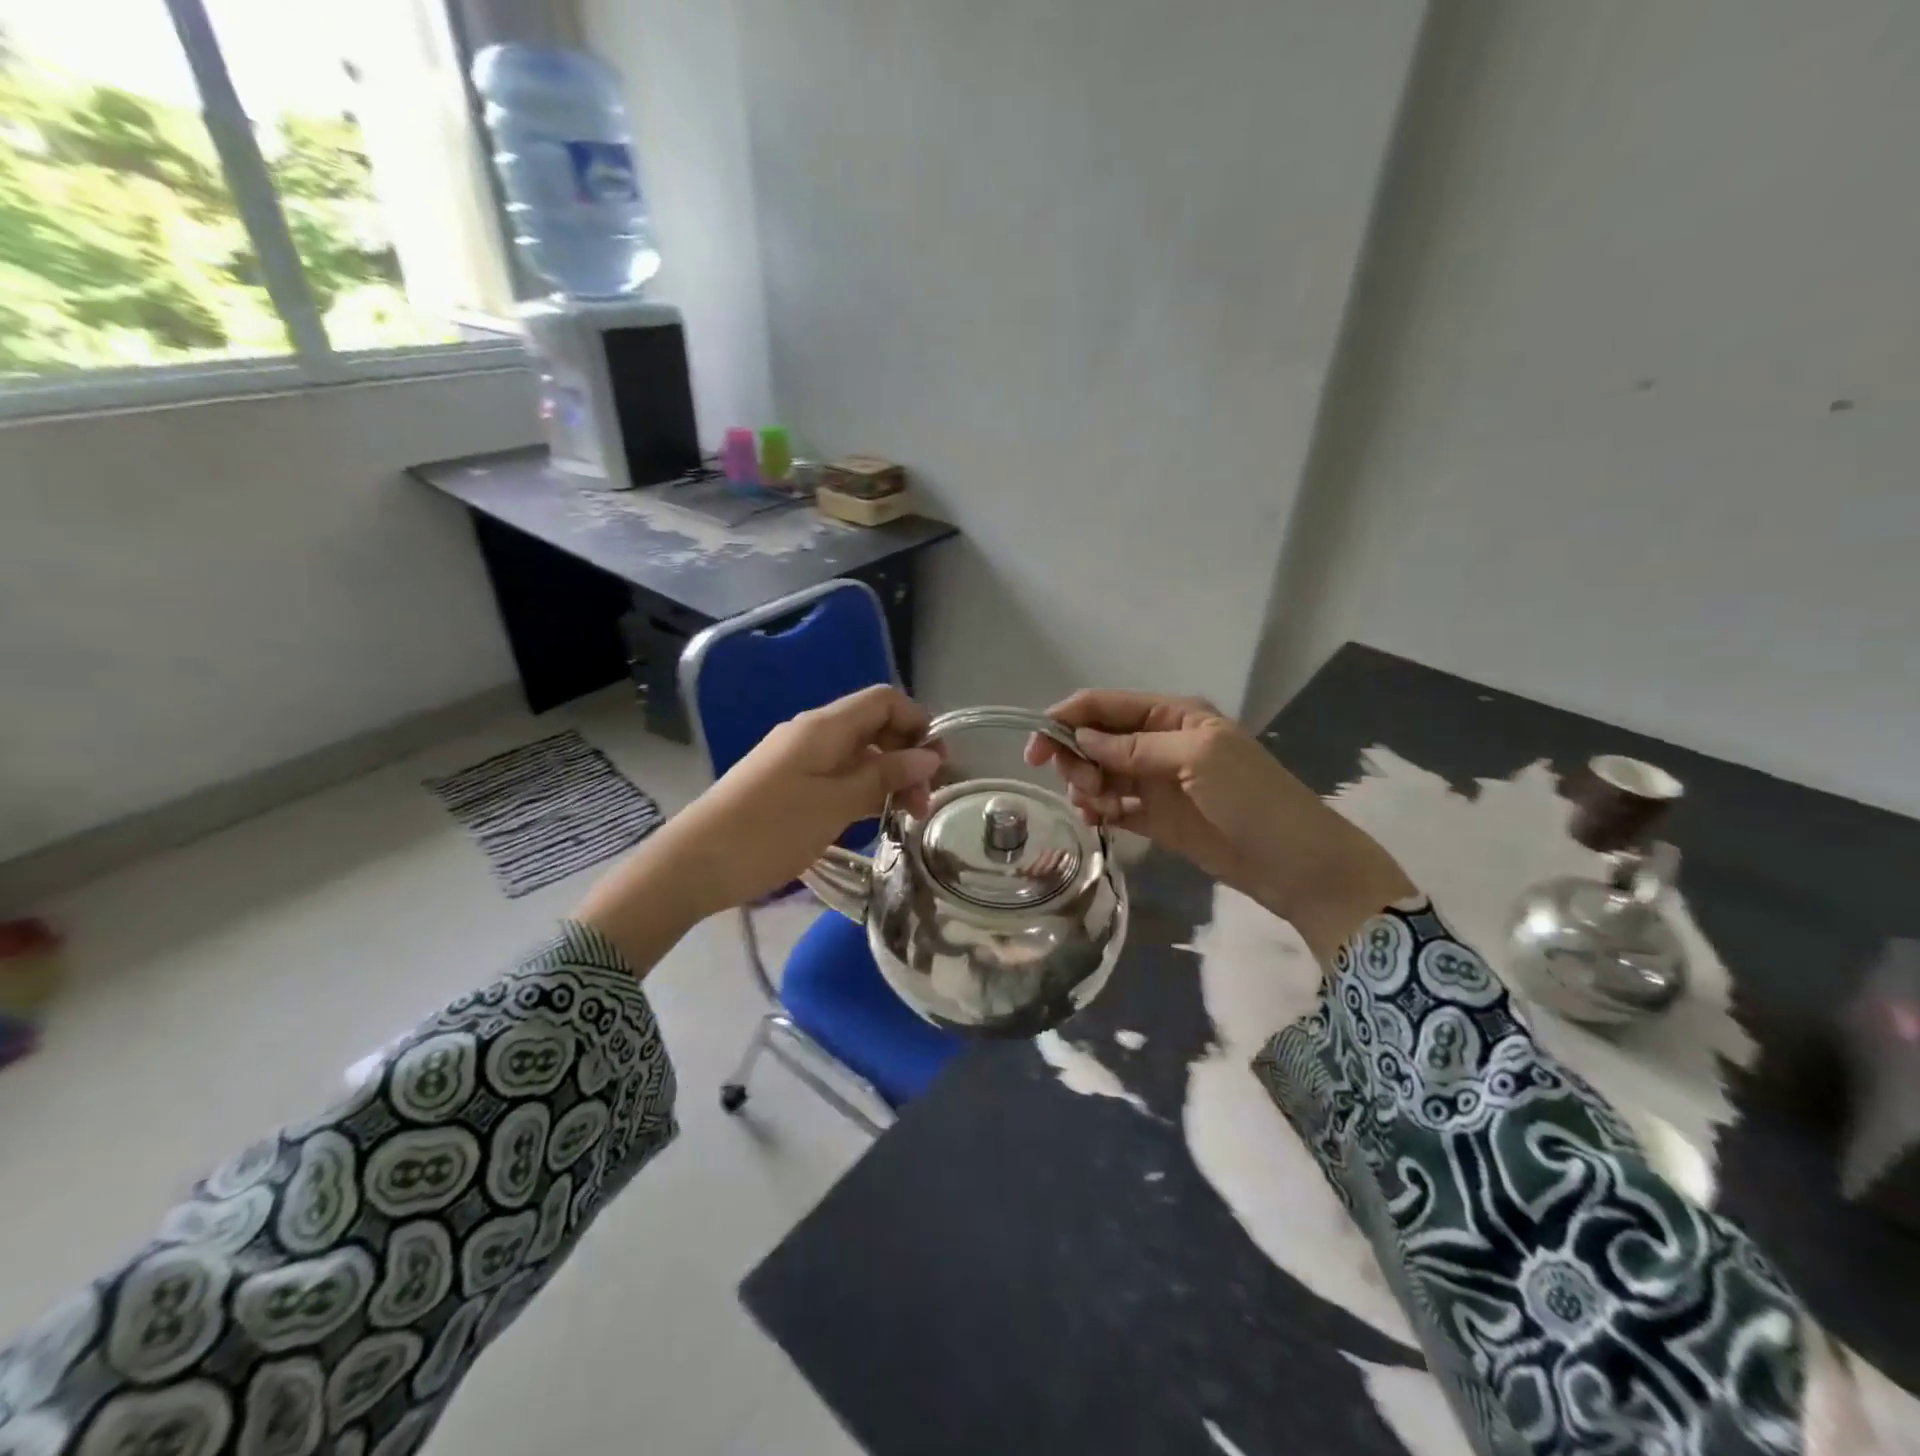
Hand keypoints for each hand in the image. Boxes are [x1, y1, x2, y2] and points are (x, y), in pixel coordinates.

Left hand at [576, 687, 941, 968]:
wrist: (694, 865)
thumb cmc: (769, 831)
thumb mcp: (835, 805)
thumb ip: (884, 777)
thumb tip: (929, 756)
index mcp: (824, 727)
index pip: (884, 700)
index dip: (917, 722)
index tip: (937, 765)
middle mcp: (812, 733)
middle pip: (873, 726)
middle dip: (906, 756)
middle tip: (922, 804)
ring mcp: (796, 758)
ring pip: (856, 754)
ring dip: (886, 777)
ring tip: (903, 818)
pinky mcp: (786, 783)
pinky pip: (836, 775)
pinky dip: (860, 791)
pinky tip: (869, 820)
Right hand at [1025, 690, 1412, 957]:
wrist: (1294, 864)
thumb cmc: (1252, 798)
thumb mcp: (1197, 758)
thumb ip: (1135, 746)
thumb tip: (1080, 738)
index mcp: (1171, 715)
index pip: (1104, 705)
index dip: (1066, 719)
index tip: (1035, 747)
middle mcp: (1157, 742)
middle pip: (1094, 738)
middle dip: (1075, 757)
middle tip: (1081, 785)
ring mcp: (1154, 781)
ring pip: (1098, 772)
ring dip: (1085, 785)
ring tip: (1096, 806)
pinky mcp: (1153, 817)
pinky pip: (1111, 805)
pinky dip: (1096, 809)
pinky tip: (1095, 820)